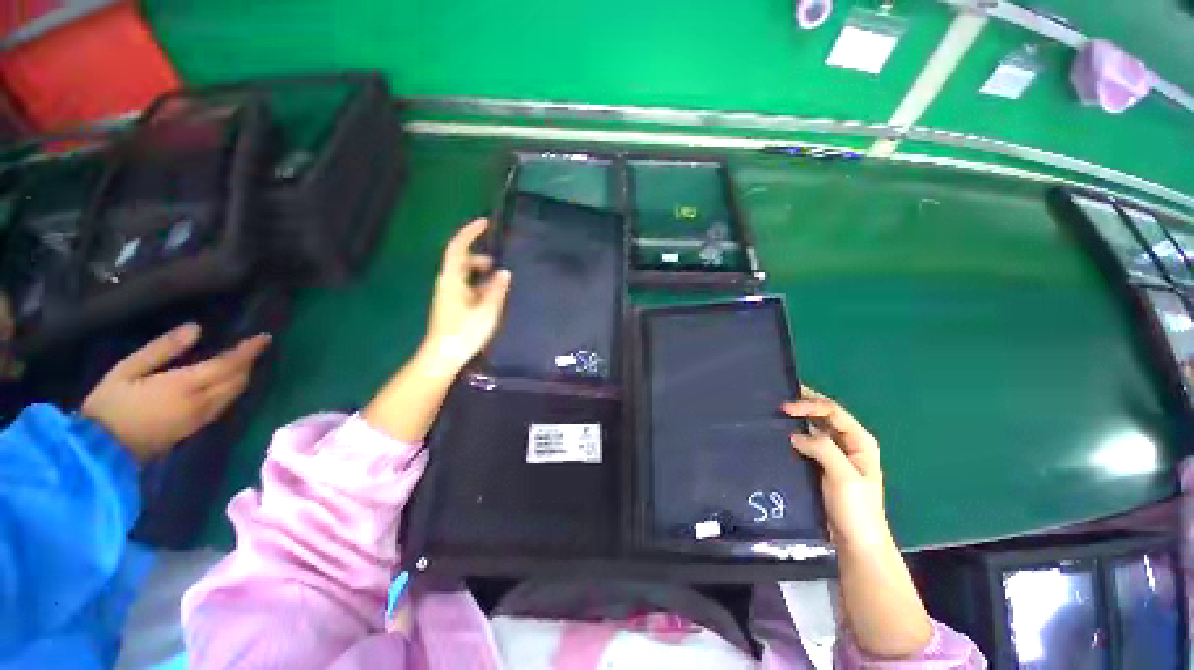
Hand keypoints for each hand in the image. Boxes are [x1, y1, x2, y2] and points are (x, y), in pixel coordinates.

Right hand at [81, 323, 270, 460]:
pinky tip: (228, 381)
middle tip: (253, 346)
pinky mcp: (195, 430)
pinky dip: (233, 389)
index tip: (265, 337)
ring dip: (243, 376)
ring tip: (245, 360)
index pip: (229, 365)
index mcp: (185, 386)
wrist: (100, 454)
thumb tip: (196, 328)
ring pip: (234, 394)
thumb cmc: (108, 406)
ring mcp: (201, 419)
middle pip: (237, 380)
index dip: (249, 351)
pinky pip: (225, 405)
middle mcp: (201, 403)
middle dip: (249, 362)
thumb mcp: (127, 370)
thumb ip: (162, 349)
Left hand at [423, 218, 511, 371]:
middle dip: (480, 257)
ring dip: (482, 272)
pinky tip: (492, 294)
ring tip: (500, 280)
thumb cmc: (464, 331)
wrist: (444, 355)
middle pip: (462, 260)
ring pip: (465, 274)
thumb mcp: (487, 310)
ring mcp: (449, 293)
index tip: (485, 223)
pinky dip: (480, 284)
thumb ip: (496, 289)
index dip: (470, 233)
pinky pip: (467, 286)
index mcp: (452, 279)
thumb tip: (504, 272)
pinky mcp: (452, 304)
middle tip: (500, 263)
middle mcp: (447, 282)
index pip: (458, 248)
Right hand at [783, 387, 889, 549]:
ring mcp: (835, 454)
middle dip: (803, 405)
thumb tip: (794, 435)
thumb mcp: (844, 477)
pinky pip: (807, 443)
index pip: (832, 411)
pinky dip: (794, 434)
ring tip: (775, 413)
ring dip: (797, 419)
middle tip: (777, 400)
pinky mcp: (821, 465)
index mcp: (860, 441)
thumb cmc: (856, 510)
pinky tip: (780, 434)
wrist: (856, 544)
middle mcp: (848, 443)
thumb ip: (823, 449)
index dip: (809, 405)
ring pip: (814, 428)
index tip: (784, 408)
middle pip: (824, 415)